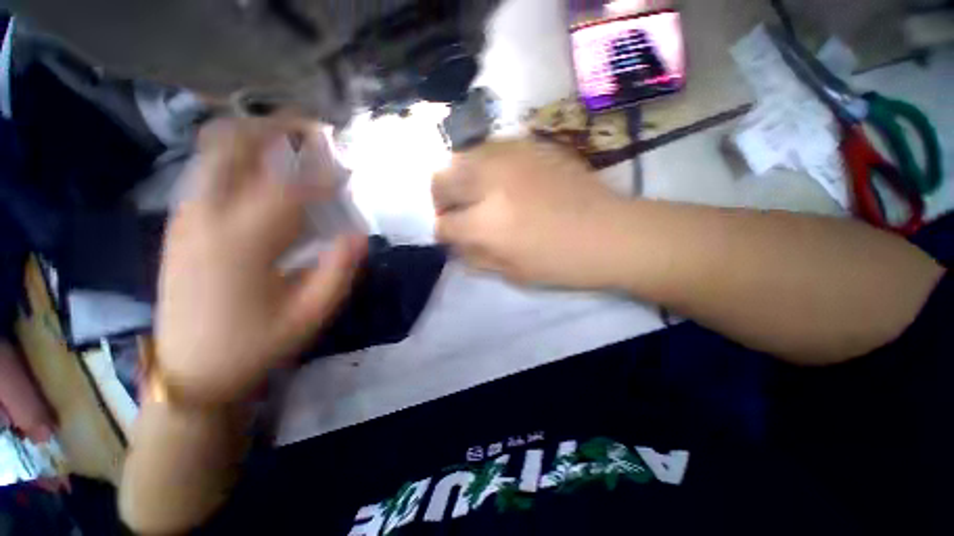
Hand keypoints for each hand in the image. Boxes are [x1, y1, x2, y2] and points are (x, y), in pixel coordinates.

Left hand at [156, 117, 366, 405]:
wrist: (190, 372)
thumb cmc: (254, 346)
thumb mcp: (309, 315)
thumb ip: (338, 271)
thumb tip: (359, 234)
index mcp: (241, 244)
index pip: (290, 189)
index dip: (325, 175)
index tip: (350, 170)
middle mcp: (206, 218)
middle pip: (234, 146)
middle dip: (276, 127)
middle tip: (313, 129)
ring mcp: (186, 218)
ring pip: (215, 153)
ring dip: (256, 137)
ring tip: (292, 140)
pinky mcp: (180, 225)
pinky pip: (208, 173)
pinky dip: (239, 158)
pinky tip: (263, 170)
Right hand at [433, 139, 628, 288]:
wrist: (610, 232)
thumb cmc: (561, 262)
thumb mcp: (511, 272)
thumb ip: (475, 256)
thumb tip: (455, 243)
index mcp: (486, 224)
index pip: (444, 224)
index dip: (442, 232)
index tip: (449, 234)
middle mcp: (490, 183)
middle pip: (441, 178)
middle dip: (440, 197)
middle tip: (454, 209)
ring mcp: (510, 158)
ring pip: (462, 157)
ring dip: (459, 177)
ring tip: (474, 193)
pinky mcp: (529, 145)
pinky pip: (489, 148)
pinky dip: (482, 164)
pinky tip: (497, 178)